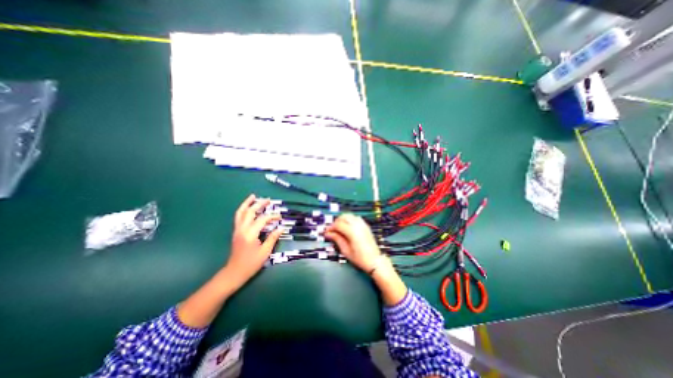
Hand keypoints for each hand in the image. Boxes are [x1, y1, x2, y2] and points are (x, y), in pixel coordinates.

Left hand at [223, 194, 281, 290]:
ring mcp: (237, 230)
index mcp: (250, 234)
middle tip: (268, 200)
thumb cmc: (251, 263)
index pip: (262, 219)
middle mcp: (242, 229)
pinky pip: (238, 217)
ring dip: (247, 203)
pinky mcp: (236, 232)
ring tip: (253, 197)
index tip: (279, 217)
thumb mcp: (265, 252)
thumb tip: (281, 228)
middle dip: (259, 204)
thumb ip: (273, 238)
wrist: (234, 272)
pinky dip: (243, 209)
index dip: (272, 216)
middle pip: (250, 212)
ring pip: (241, 212)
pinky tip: (248, 208)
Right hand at [326, 213, 383, 270]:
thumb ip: (337, 239)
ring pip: (350, 215)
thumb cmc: (359, 258)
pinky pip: (355, 218)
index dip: (331, 227)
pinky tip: (347, 227)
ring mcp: (363, 224)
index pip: (338, 224)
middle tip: (332, 230)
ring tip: (339, 228)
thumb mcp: (345, 250)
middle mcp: (357, 225)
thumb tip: (328, 234)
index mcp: (352, 232)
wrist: (374, 260)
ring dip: (343, 219)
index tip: (326, 232)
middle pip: (344, 216)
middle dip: (336, 222)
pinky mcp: (366, 225)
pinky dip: (349, 220)